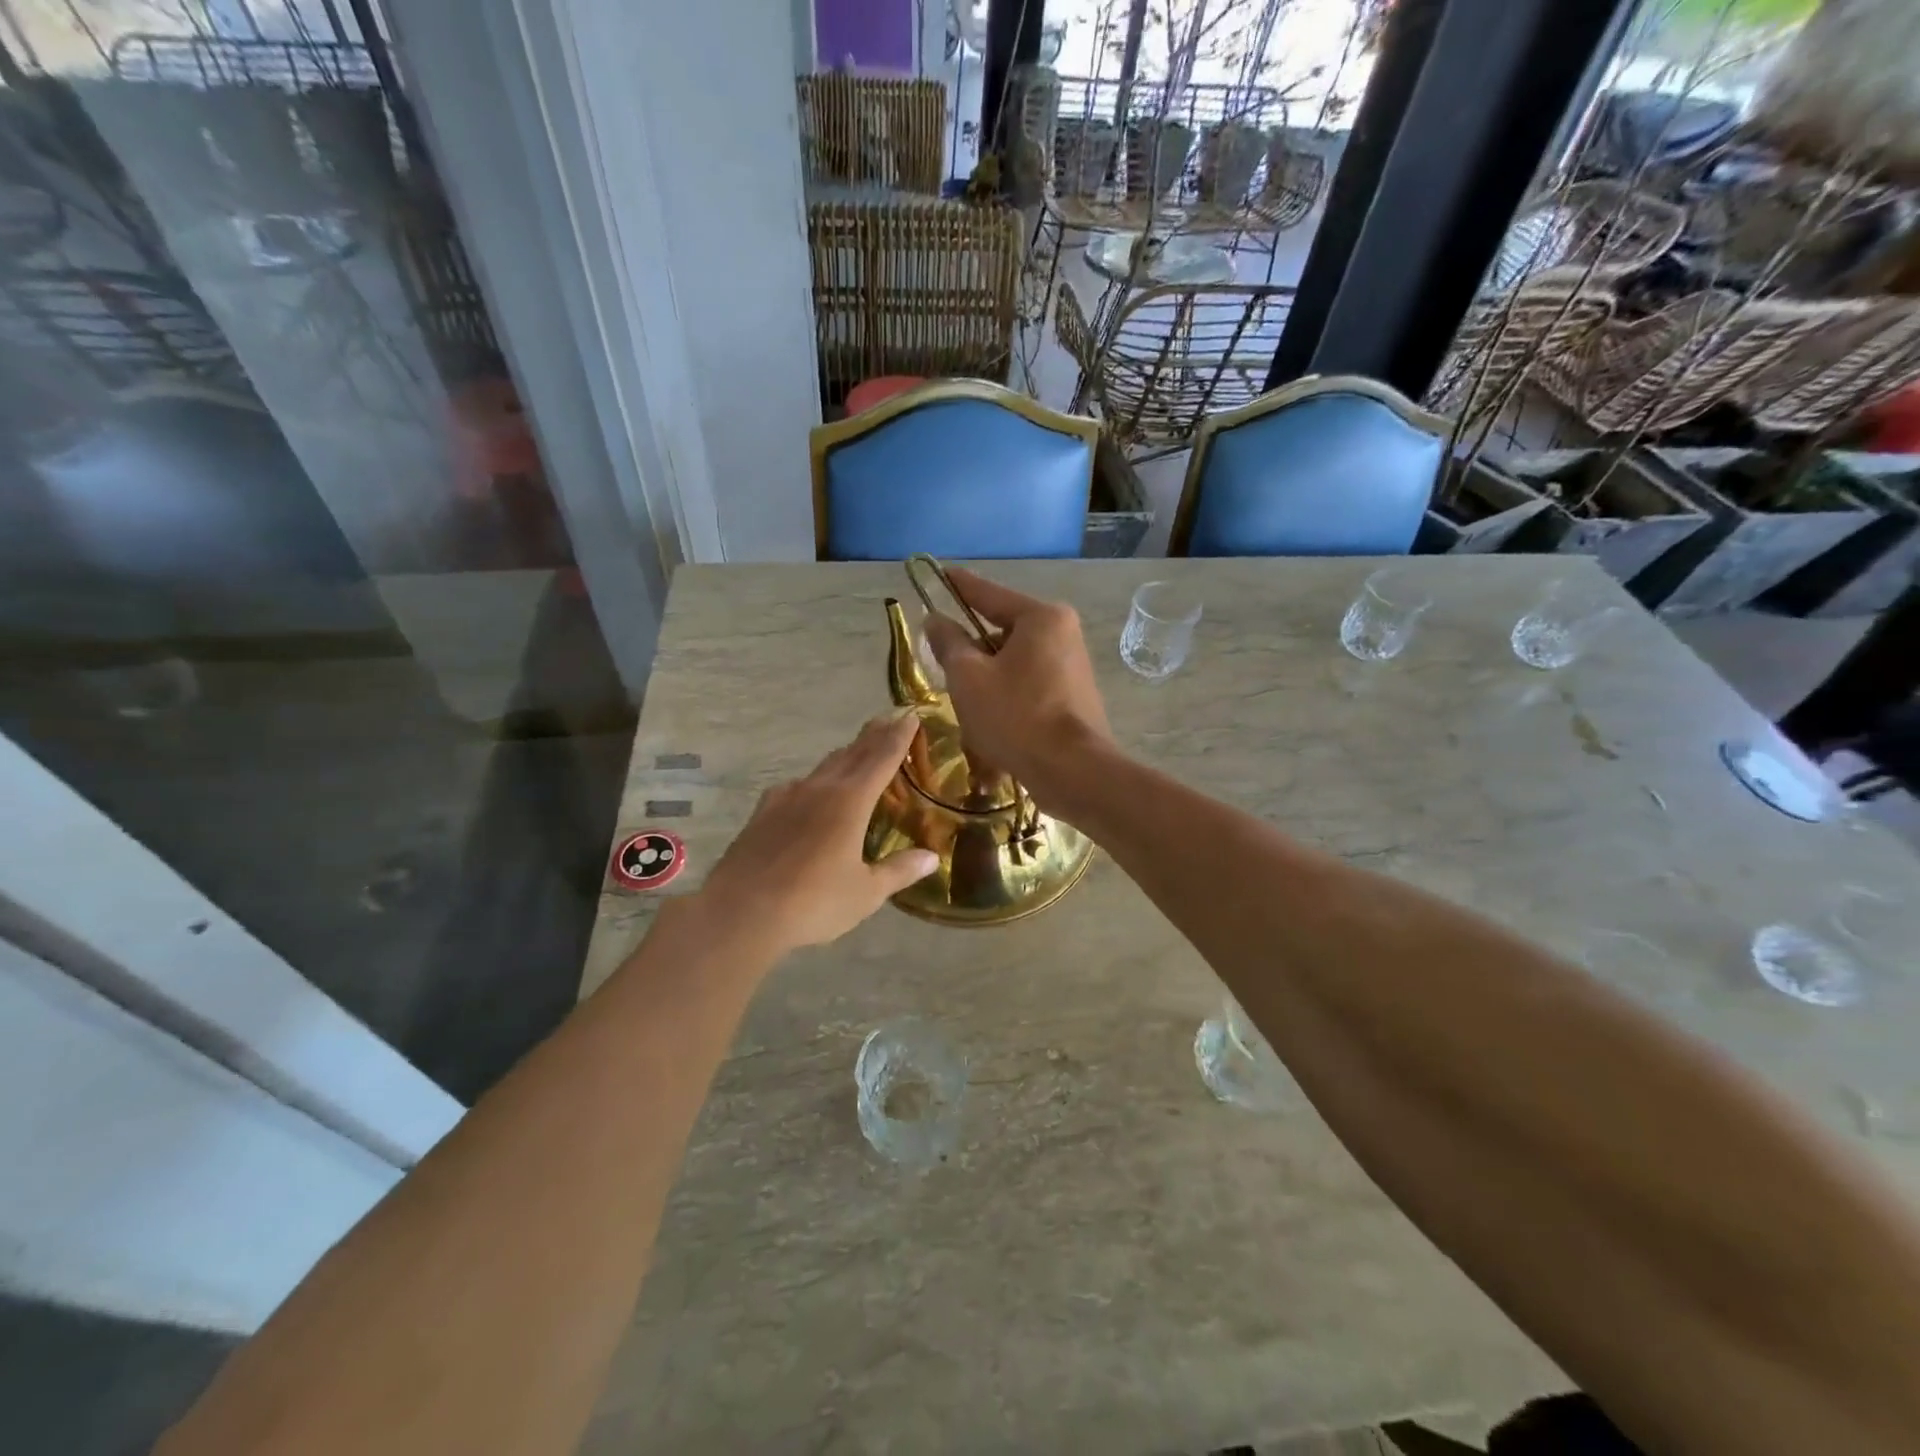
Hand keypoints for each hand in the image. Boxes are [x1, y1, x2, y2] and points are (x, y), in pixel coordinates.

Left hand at [699, 712, 937, 951]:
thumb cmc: (813, 903)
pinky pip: (796, 786)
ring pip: (823, 767)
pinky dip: (813, 782)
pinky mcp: (763, 812)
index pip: (882, 758)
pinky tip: (809, 792)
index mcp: (851, 801)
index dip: (899, 736)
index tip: (910, 715)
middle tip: (888, 719)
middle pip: (852, 754)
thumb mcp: (865, 893)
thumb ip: (899, 871)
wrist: (740, 912)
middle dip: (873, 736)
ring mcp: (787, 797)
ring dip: (845, 756)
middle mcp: (820, 789)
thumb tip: (932, 858)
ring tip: (856, 753)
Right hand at [922, 568, 1112, 808]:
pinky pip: (1029, 689)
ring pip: (1013, 665)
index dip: (959, 586)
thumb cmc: (1016, 716)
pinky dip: (1008, 702)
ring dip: (987, 684)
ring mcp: (1073, 668)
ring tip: (969, 712)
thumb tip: (935, 619)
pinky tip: (993, 730)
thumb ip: (949, 643)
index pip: (989, 594)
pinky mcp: (1074, 698)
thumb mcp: (969, 677)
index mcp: (1041, 618)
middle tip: (946, 671)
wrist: (1072, 771)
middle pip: (1002, 634)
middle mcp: (1063, 634)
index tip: (940, 573)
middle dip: (973, 654)